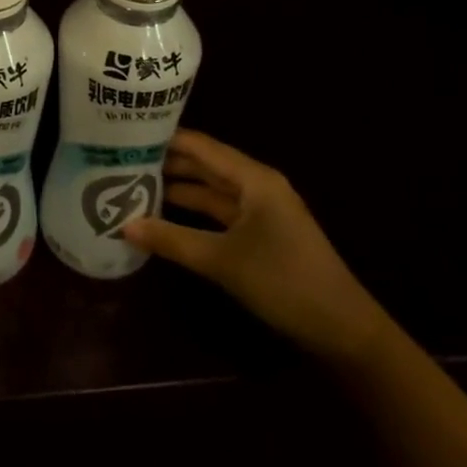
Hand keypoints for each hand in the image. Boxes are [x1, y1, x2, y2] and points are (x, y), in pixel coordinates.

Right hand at [122, 129, 388, 363]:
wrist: (346, 332)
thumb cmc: (285, 282)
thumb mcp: (223, 261)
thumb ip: (172, 240)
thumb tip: (124, 226)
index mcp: (253, 178)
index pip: (199, 145)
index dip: (163, 138)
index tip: (126, 135)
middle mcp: (257, 185)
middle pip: (204, 164)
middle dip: (166, 163)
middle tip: (120, 160)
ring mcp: (261, 210)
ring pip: (211, 189)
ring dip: (178, 188)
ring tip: (133, 184)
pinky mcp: (262, 233)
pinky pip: (220, 212)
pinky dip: (194, 212)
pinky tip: (165, 215)